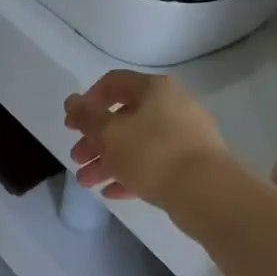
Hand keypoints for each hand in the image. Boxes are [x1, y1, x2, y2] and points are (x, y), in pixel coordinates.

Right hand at [63, 71, 228, 209]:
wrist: (205, 191)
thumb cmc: (151, 153)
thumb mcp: (109, 133)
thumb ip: (86, 116)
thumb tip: (72, 101)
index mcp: (153, 89)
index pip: (113, 83)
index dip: (87, 102)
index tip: (71, 126)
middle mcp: (172, 105)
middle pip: (124, 117)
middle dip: (95, 140)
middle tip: (78, 159)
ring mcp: (185, 135)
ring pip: (137, 143)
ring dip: (108, 161)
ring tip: (88, 182)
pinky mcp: (191, 163)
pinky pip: (154, 164)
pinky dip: (131, 174)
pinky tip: (112, 192)